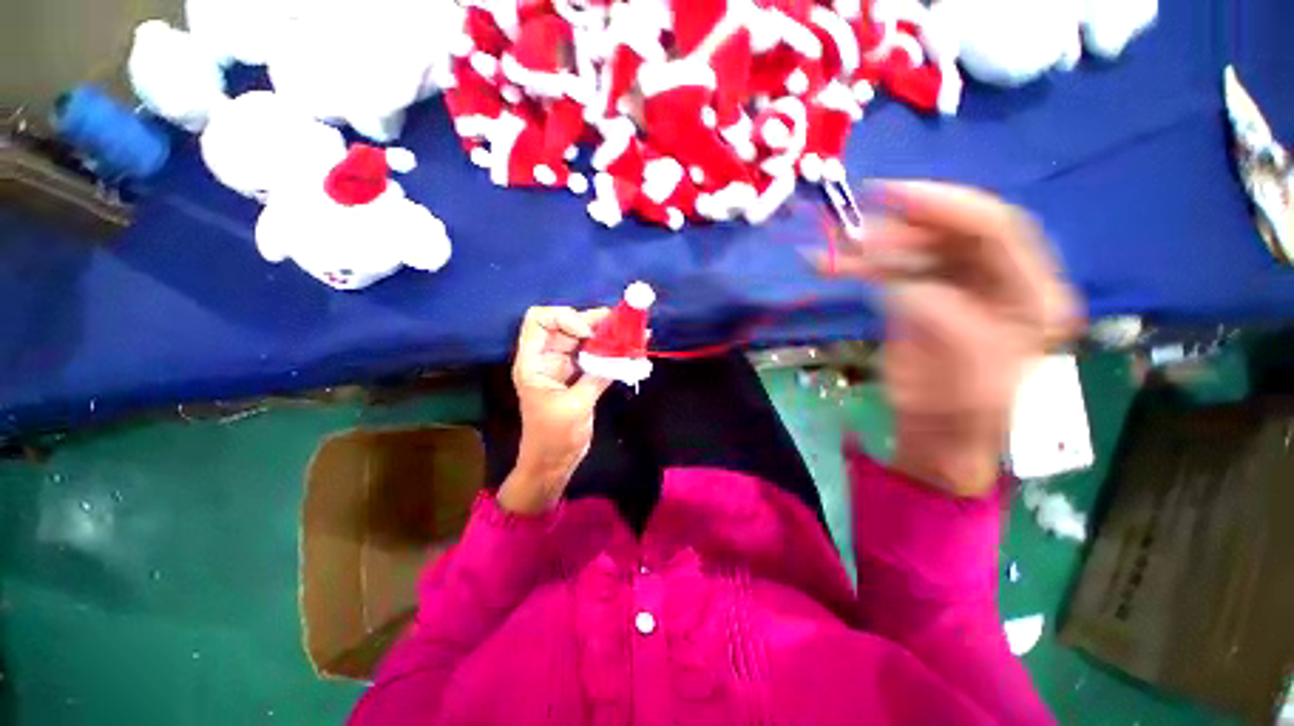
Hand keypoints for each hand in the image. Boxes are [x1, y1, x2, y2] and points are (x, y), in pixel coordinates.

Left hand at [498, 306, 611, 513]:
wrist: (553, 463)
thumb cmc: (554, 437)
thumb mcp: (575, 406)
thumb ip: (597, 376)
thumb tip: (623, 355)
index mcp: (533, 362)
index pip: (539, 320)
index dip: (564, 317)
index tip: (588, 333)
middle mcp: (546, 357)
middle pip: (566, 324)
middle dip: (593, 320)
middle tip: (622, 322)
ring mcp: (562, 365)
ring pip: (582, 338)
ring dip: (605, 332)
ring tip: (631, 331)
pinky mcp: (577, 375)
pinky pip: (593, 354)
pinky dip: (610, 349)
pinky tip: (629, 347)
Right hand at [819, 182, 1080, 496]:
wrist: (936, 432)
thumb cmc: (960, 408)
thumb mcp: (961, 365)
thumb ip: (938, 314)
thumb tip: (901, 283)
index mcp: (1030, 292)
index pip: (997, 230)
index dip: (947, 206)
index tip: (894, 195)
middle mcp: (998, 279)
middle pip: (952, 234)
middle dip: (903, 227)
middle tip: (856, 227)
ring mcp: (955, 285)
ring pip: (914, 249)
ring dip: (872, 247)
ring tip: (835, 251)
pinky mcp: (920, 295)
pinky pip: (889, 270)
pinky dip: (858, 266)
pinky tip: (828, 265)